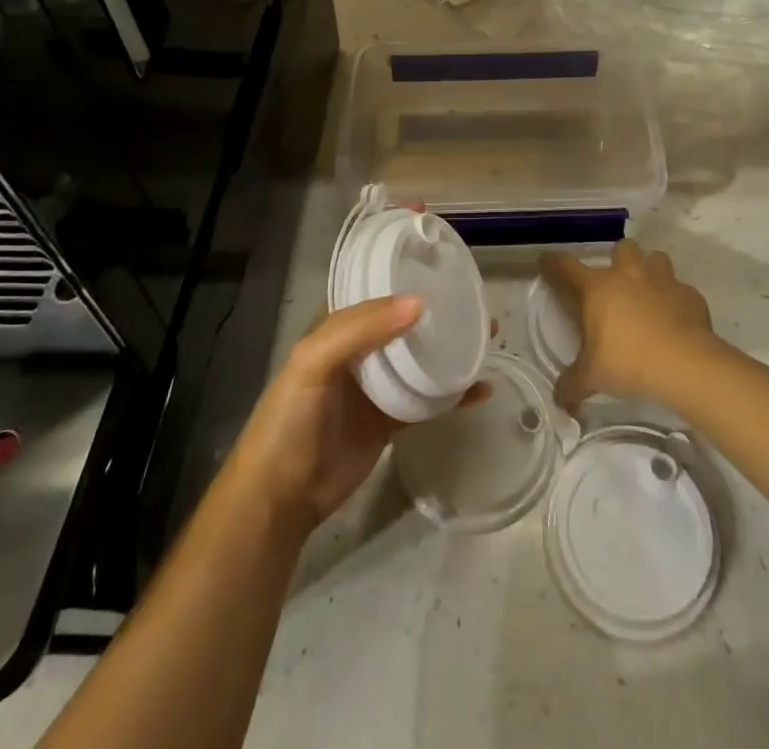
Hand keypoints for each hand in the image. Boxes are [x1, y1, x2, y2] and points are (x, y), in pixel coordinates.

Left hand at [222, 296, 489, 532]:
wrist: (280, 498)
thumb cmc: (290, 420)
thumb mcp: (313, 362)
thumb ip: (360, 328)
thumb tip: (418, 303)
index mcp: (336, 328)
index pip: (375, 292)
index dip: (405, 278)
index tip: (445, 269)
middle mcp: (359, 352)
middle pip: (404, 324)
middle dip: (438, 313)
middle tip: (478, 304)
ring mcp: (377, 388)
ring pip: (420, 360)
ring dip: (451, 348)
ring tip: (488, 336)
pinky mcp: (390, 422)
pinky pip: (427, 401)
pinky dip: (454, 394)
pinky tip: (481, 389)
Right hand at [540, 239, 713, 407]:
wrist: (684, 363)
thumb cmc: (628, 361)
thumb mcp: (592, 377)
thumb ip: (572, 385)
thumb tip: (559, 400)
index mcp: (597, 288)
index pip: (565, 266)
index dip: (553, 263)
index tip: (546, 262)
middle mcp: (628, 275)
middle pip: (621, 249)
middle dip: (618, 260)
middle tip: (616, 285)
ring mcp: (662, 280)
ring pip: (656, 259)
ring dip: (650, 271)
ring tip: (649, 293)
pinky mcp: (690, 294)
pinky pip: (681, 289)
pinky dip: (676, 299)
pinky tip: (676, 318)